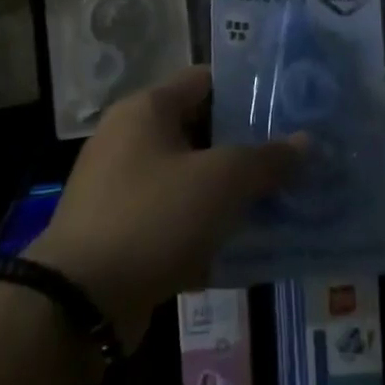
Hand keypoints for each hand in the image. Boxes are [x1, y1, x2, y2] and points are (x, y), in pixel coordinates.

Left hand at [28, 66, 303, 349]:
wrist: (77, 305)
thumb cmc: (154, 217)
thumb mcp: (222, 181)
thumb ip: (268, 159)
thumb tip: (306, 142)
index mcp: (147, 109)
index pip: (207, 80)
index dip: (250, 89)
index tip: (290, 105)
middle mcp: (130, 139)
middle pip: (202, 130)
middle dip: (249, 145)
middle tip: (295, 155)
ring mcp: (122, 188)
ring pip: (192, 178)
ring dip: (232, 191)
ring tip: (282, 199)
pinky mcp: (122, 232)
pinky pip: (176, 218)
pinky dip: (208, 227)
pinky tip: (248, 245)